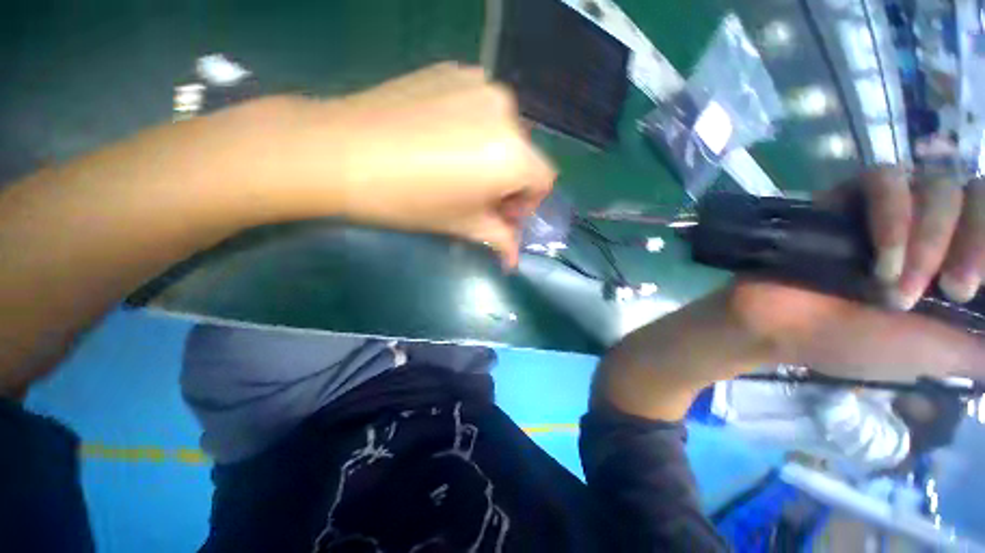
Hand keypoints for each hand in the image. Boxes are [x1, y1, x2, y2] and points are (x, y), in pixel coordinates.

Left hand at [279, 63, 554, 267]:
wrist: (341, 151)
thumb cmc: (410, 199)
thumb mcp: (462, 224)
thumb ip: (498, 239)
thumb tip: (513, 261)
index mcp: (513, 155)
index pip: (543, 181)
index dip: (527, 203)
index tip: (503, 215)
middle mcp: (507, 112)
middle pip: (524, 156)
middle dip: (509, 182)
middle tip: (479, 198)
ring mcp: (479, 84)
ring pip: (504, 130)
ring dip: (493, 155)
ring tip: (458, 169)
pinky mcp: (453, 71)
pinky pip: (480, 107)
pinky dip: (473, 129)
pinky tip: (442, 141)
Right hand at [729, 169, 984, 380]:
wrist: (780, 326)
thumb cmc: (858, 345)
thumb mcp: (939, 356)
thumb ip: (982, 345)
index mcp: (956, 260)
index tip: (969, 291)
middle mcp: (932, 226)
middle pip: (979, 194)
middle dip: (972, 242)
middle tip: (950, 290)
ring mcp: (890, 207)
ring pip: (937, 184)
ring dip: (925, 236)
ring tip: (890, 281)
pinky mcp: (848, 197)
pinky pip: (883, 177)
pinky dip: (890, 212)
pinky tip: (878, 255)